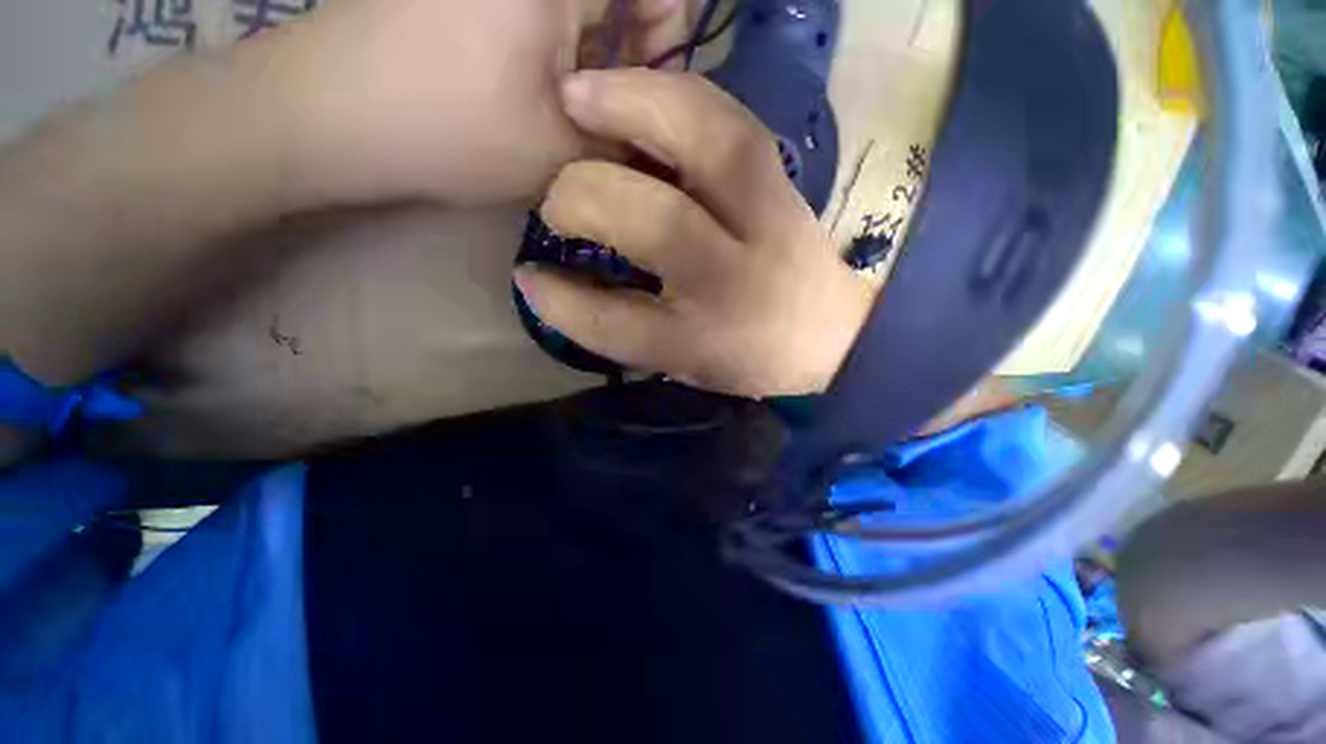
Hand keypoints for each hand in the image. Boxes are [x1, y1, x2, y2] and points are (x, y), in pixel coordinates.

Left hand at [262, 0, 689, 208]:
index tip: (648, 98)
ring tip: (572, 110)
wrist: (330, 116)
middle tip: (610, 117)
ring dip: (596, 58)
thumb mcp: (562, 149)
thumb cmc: (452, 129)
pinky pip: (544, 12)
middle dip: (631, 57)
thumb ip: (629, 143)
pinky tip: (540, 90)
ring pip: (584, 7)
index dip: (671, 42)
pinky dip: (560, 48)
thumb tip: (669, 141)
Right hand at [515, 70, 874, 397]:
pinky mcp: (783, 180)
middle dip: (582, 199)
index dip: (562, 302)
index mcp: (704, 341)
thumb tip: (546, 285)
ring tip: (575, 99)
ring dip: (629, 109)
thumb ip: (617, 329)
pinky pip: (727, 119)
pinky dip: (671, 94)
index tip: (530, 279)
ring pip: (703, 145)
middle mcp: (736, 280)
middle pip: (655, 224)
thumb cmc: (748, 355)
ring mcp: (769, 219)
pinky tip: (631, 94)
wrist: (827, 332)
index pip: (615, 323)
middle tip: (555, 202)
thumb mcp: (679, 362)